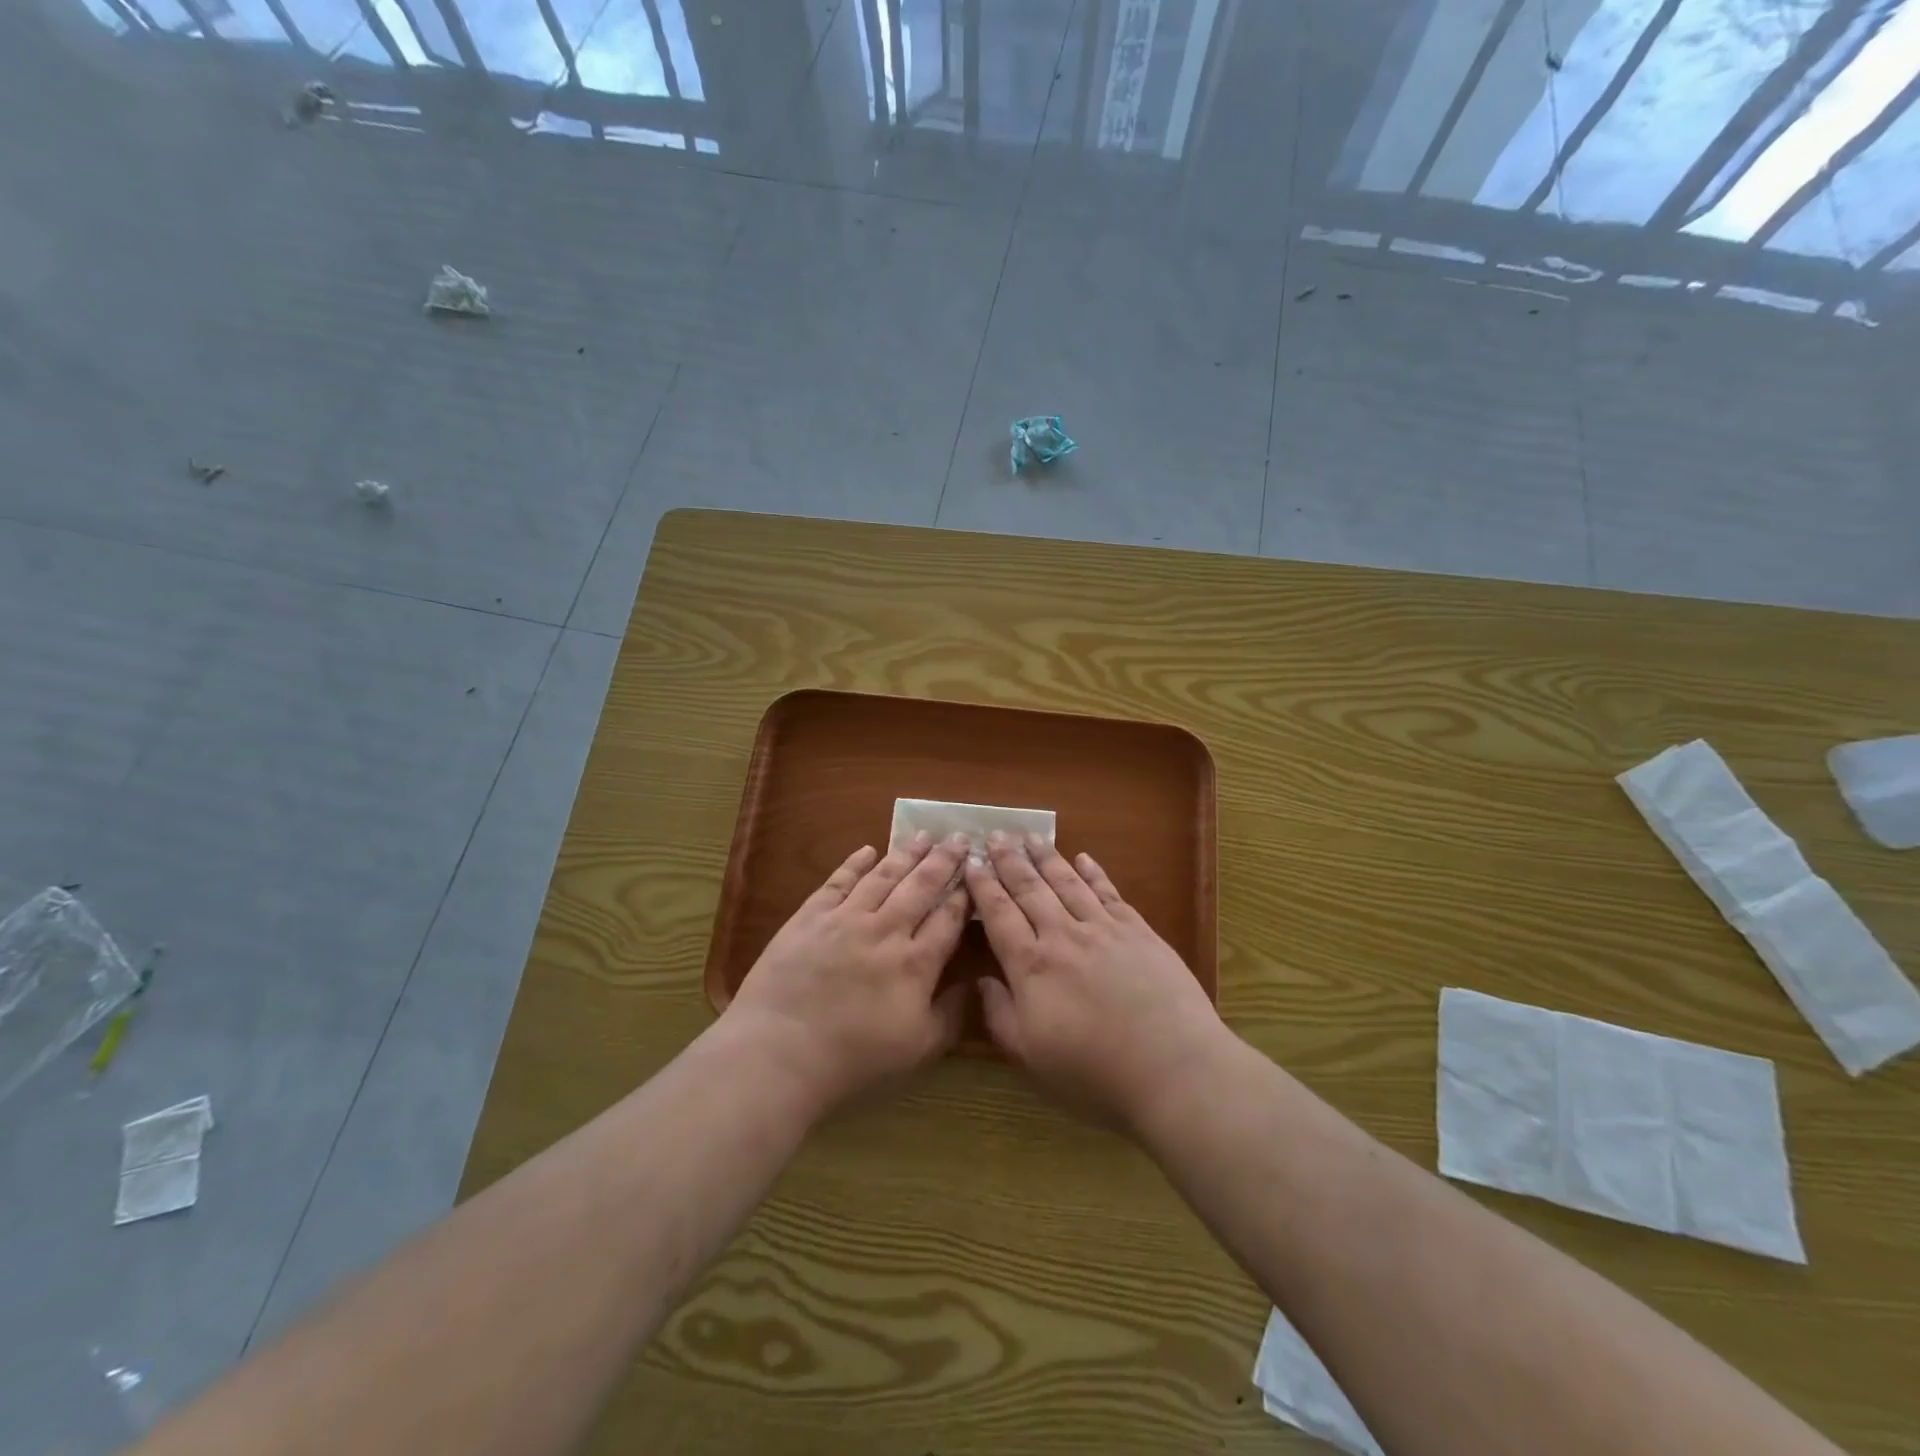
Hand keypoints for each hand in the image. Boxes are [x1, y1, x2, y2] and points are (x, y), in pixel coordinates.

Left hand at [726, 833, 971, 1114]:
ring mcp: (846, 918)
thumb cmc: (854, 1057)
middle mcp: (886, 929)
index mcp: (916, 962)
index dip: (965, 894)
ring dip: (907, 854)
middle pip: (921, 886)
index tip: (977, 873)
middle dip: (944, 860)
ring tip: (924, 835)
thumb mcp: (918, 1048)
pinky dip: (855, 863)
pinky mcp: (811, 916)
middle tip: (960, 836)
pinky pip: (838, 881)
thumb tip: (974, 984)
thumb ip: (951, 1014)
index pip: (948, 918)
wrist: (780, 1049)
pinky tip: (868, 849)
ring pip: (884, 876)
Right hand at [967, 833, 1224, 1130]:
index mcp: (1032, 966)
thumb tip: (982, 980)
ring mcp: (1104, 929)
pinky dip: (1093, 872)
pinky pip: (1108, 892)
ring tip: (1030, 837)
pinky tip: (1083, 858)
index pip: (1000, 915)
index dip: (984, 887)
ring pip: (1067, 883)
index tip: (972, 863)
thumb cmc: (1095, 1074)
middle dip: (1009, 860)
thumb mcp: (1031, 1058)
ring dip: (1046, 857)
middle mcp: (1063, 936)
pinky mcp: (1139, 931)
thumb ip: (1000, 1016)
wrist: (1174, 1068)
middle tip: (995, 835)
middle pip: (1030, 889)